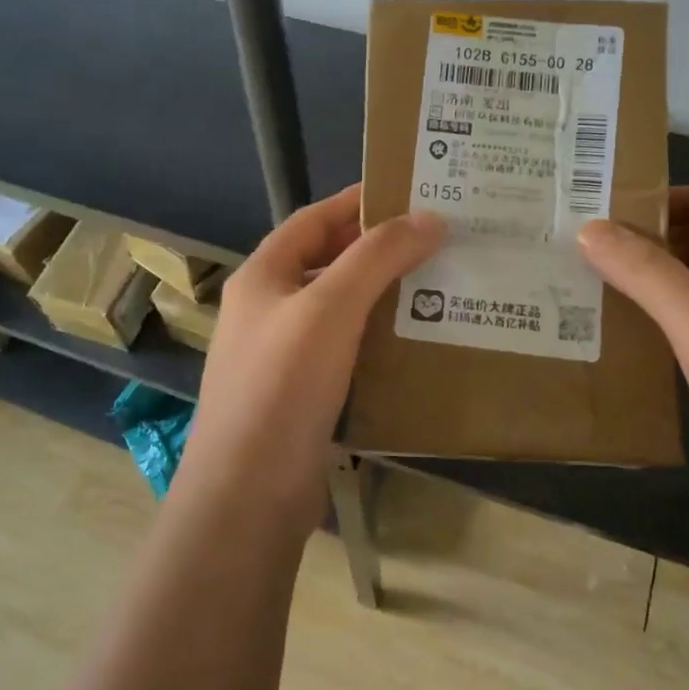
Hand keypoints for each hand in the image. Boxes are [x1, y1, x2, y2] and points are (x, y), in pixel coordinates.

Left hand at [178, 186, 444, 523]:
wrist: (248, 495)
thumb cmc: (282, 386)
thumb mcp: (330, 308)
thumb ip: (377, 257)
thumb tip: (431, 218)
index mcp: (264, 276)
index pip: (314, 220)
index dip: (358, 202)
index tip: (412, 194)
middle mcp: (269, 309)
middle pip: (329, 263)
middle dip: (379, 250)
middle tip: (438, 241)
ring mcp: (284, 355)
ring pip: (342, 310)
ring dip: (384, 296)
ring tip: (440, 286)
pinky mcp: (304, 395)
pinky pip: (347, 352)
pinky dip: (380, 341)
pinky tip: (418, 344)